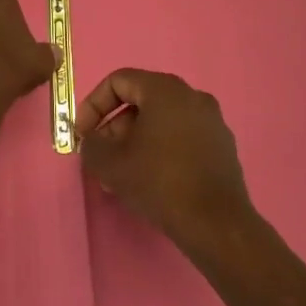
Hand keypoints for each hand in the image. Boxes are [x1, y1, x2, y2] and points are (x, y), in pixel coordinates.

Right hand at [77, 69, 252, 252]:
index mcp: (165, 89)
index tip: (83, 134)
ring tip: (122, 174)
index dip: (93, 104)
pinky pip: (182, 137)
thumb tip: (91, 140)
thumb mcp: (110, 163)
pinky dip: (161, 150)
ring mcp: (211, 121)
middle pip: (141, 101)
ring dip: (136, 141)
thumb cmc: (159, 182)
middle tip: (102, 157)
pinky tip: (151, 180)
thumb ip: (91, 144)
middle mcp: (192, 96)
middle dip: (114, 128)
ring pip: (161, 122)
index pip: (119, 81)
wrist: (216, 224)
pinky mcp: (222, 147)